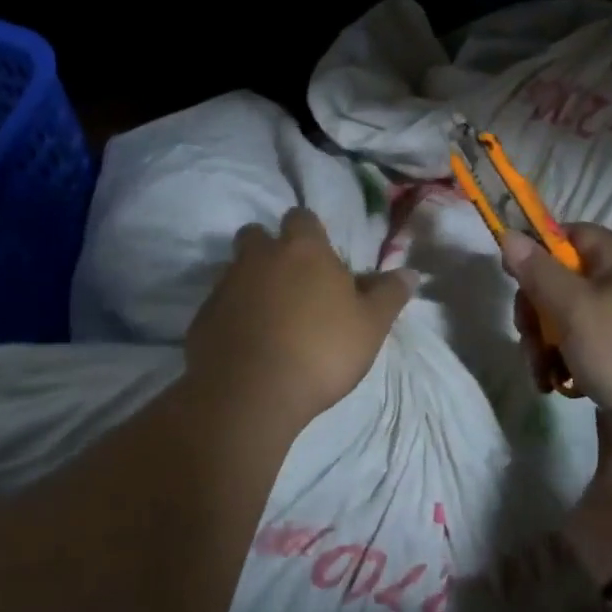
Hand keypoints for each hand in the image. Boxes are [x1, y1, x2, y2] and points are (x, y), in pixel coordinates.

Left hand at [186, 207, 417, 429]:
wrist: (250, 394)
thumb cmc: (321, 351)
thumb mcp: (370, 326)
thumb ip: (389, 295)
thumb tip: (410, 273)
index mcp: (302, 249)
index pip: (301, 217)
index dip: (309, 232)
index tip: (319, 256)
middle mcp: (259, 257)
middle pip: (256, 235)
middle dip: (269, 249)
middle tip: (289, 281)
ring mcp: (225, 285)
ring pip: (234, 269)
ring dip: (249, 282)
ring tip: (267, 316)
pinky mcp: (201, 318)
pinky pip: (218, 306)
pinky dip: (231, 316)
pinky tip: (245, 344)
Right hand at [502, 223, 611, 441]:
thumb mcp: (574, 308)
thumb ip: (539, 272)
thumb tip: (510, 234)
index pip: (571, 235)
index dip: (539, 250)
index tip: (514, 276)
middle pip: (563, 280)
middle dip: (536, 309)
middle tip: (527, 336)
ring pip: (569, 319)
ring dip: (545, 343)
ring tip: (543, 373)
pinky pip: (585, 347)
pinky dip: (567, 363)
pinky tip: (560, 387)